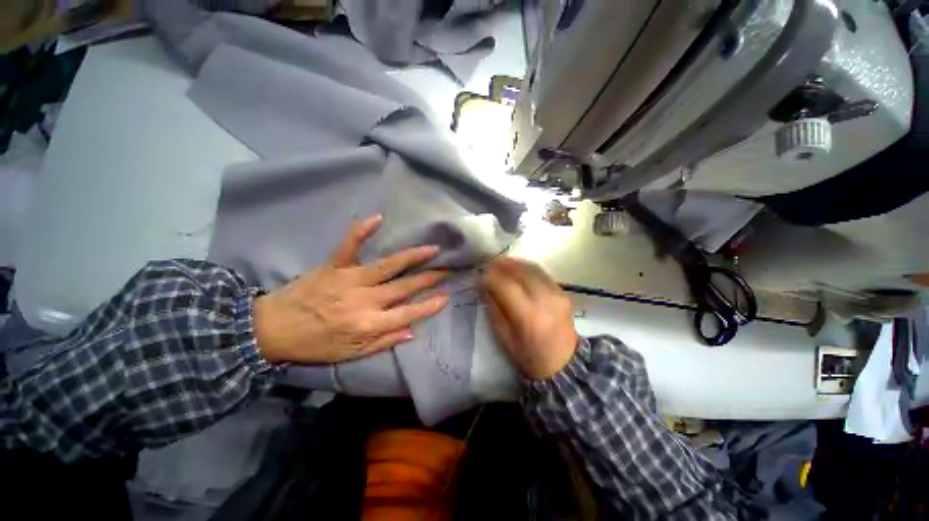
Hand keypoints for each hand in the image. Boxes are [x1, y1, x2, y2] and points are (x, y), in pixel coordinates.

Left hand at [253, 215, 448, 363]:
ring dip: (412, 257)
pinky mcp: (333, 265)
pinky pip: (350, 245)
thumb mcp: (350, 354)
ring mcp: (349, 279)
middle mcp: (364, 300)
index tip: (446, 297)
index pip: (408, 314)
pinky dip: (362, 231)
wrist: (271, 329)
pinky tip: (378, 218)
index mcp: (368, 323)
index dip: (429, 306)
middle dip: (429, 278)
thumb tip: (413, 332)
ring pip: (388, 265)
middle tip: (447, 269)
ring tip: (432, 249)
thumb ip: (383, 342)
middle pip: (404, 287)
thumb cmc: (314, 344)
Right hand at [480, 258, 578, 379]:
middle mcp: (545, 300)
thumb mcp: (504, 337)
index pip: (505, 286)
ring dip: (514, 263)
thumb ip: (494, 309)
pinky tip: (516, 269)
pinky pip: (542, 273)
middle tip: (488, 264)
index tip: (478, 277)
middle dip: (501, 265)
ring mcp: (557, 293)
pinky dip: (526, 268)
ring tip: (500, 263)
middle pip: (520, 272)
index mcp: (528, 316)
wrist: (564, 364)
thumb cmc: (529, 356)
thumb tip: (484, 286)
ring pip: (532, 268)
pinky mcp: (563, 292)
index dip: (490, 278)